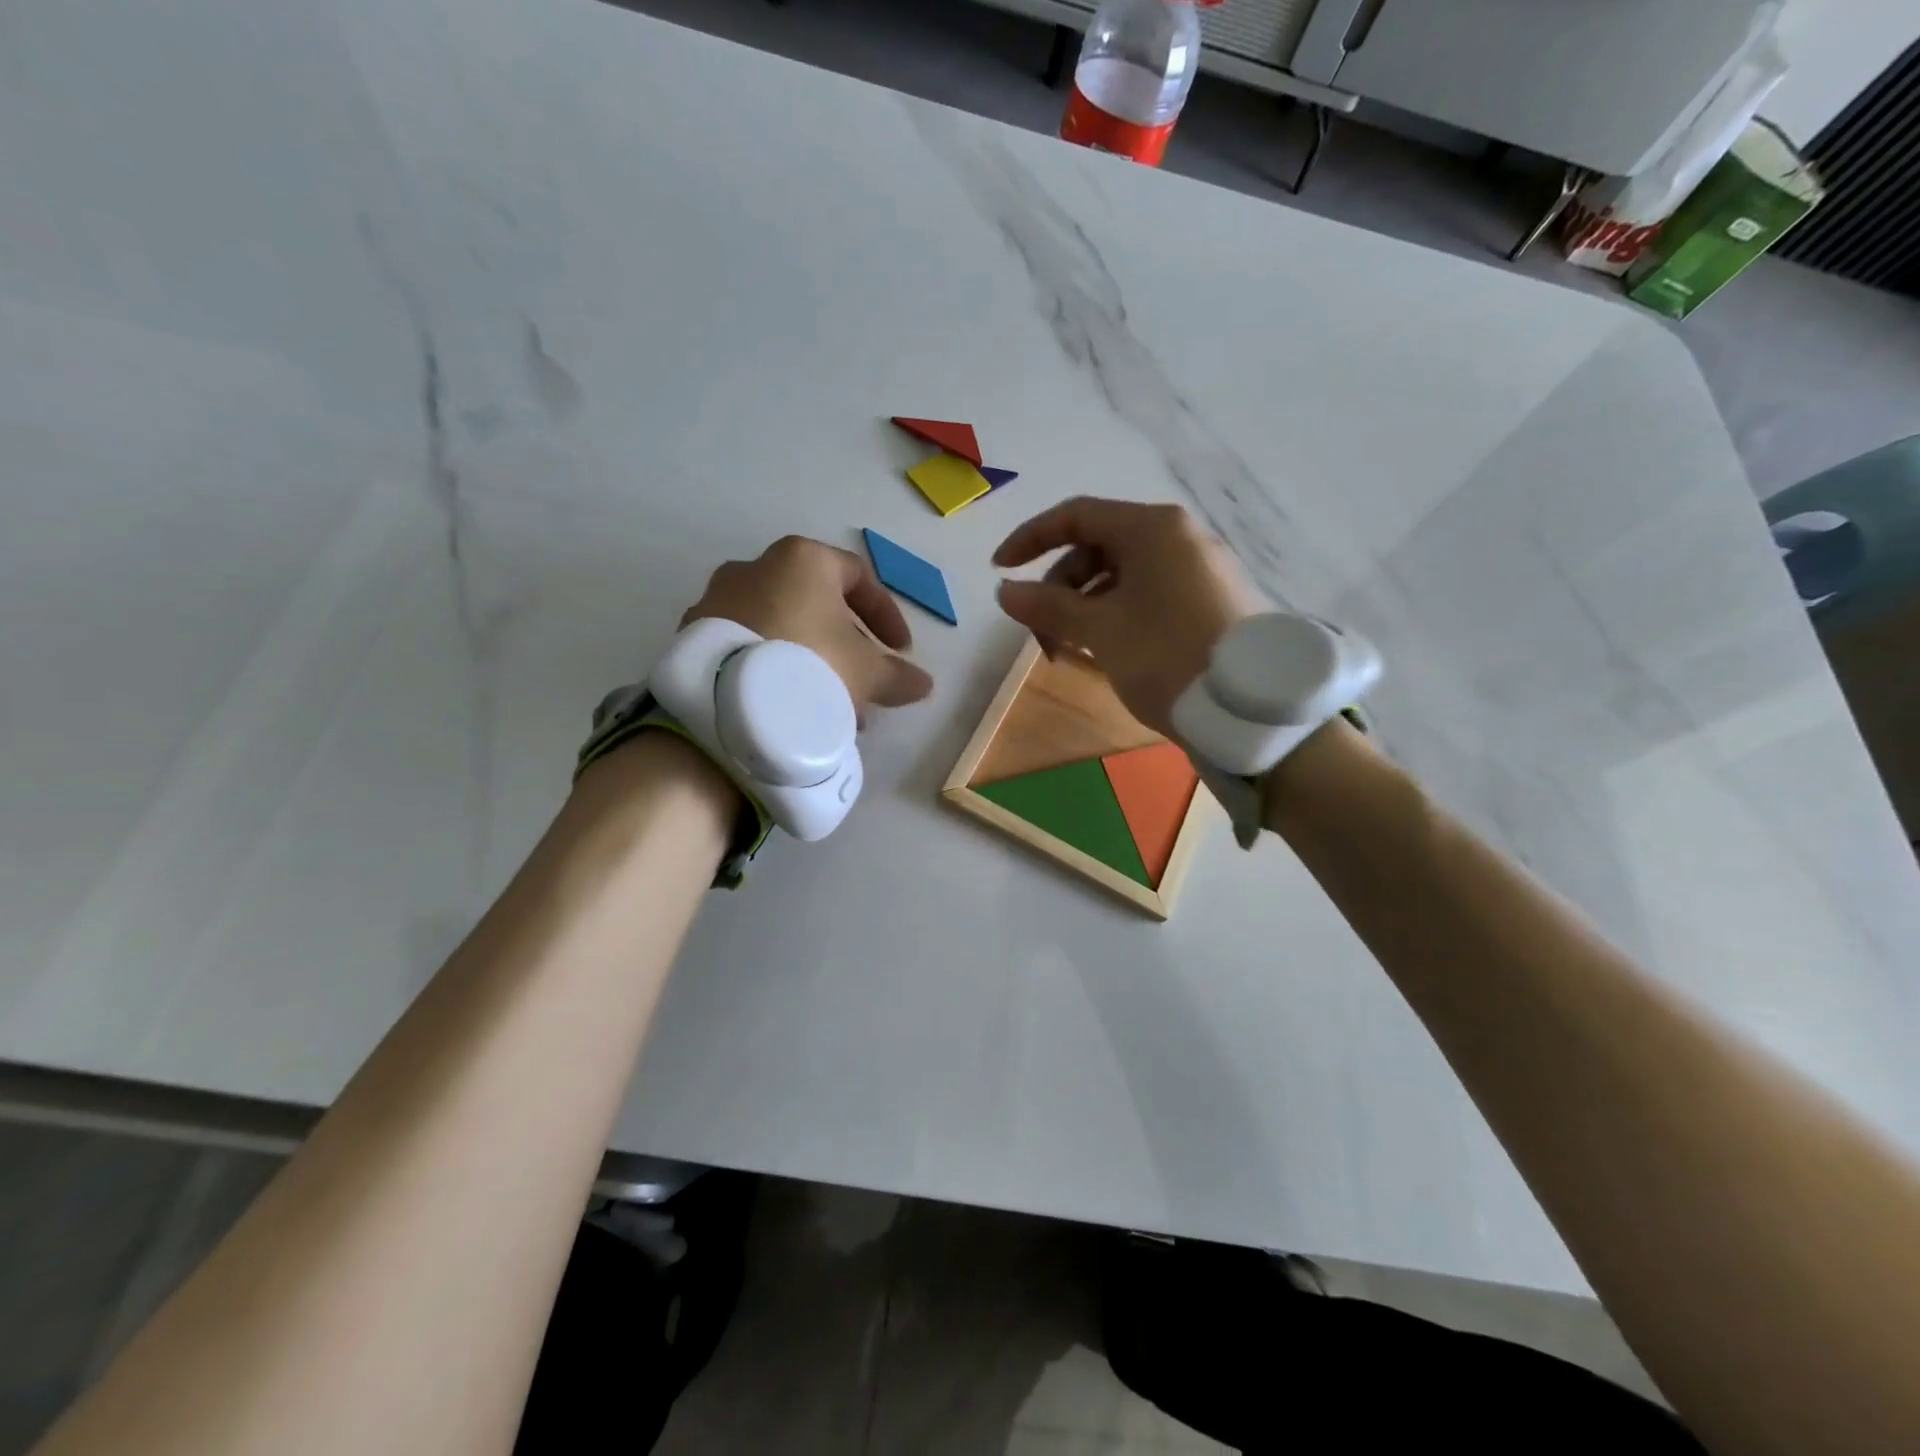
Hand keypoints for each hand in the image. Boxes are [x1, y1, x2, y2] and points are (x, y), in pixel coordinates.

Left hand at [682, 536, 934, 715]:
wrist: (725, 702)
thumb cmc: (810, 665)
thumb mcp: (866, 673)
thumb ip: (898, 675)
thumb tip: (923, 684)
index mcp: (803, 559)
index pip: (858, 577)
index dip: (886, 615)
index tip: (900, 651)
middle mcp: (757, 566)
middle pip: (817, 604)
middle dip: (846, 645)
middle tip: (863, 682)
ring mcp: (719, 599)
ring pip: (782, 627)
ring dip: (811, 660)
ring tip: (827, 704)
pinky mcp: (694, 634)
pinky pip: (750, 645)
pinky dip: (775, 667)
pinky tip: (788, 706)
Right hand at [993, 498, 1261, 736]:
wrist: (1249, 707)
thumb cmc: (1167, 655)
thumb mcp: (1100, 630)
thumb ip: (1048, 605)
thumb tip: (1006, 591)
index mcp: (1152, 528)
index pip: (1076, 516)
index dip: (1031, 539)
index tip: (1000, 570)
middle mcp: (1177, 537)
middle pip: (1097, 548)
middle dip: (1059, 588)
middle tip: (1041, 634)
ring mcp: (1196, 569)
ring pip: (1121, 576)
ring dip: (1083, 608)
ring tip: (1069, 651)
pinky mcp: (1207, 600)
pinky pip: (1146, 594)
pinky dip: (1114, 615)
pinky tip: (1104, 650)